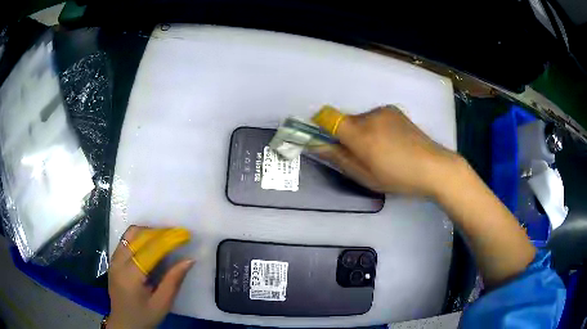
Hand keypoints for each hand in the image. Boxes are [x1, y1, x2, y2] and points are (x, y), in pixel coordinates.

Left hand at [108, 226, 193, 328]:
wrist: (124, 323)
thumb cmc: (144, 317)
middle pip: (139, 236)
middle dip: (160, 232)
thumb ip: (173, 281)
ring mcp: (114, 259)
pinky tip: (151, 243)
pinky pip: (126, 240)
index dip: (168, 240)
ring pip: (131, 234)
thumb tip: (189, 260)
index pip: (150, 250)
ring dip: (149, 232)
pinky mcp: (113, 259)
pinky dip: (140, 236)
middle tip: (178, 234)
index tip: (185, 234)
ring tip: (166, 237)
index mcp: (130, 276)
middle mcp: (119, 262)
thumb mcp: (162, 304)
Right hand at [312, 105, 462, 196]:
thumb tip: (317, 145)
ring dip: (363, 133)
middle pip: (345, 121)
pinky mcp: (395, 111)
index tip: (328, 143)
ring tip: (382, 152)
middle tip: (362, 157)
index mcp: (360, 133)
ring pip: (361, 120)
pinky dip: (376, 128)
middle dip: (346, 136)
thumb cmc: (399, 178)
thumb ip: (340, 158)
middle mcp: (369, 116)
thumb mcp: (366, 176)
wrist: (434, 167)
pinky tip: (392, 143)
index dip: (321, 127)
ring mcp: (384, 111)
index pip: (327, 117)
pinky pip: (375, 118)